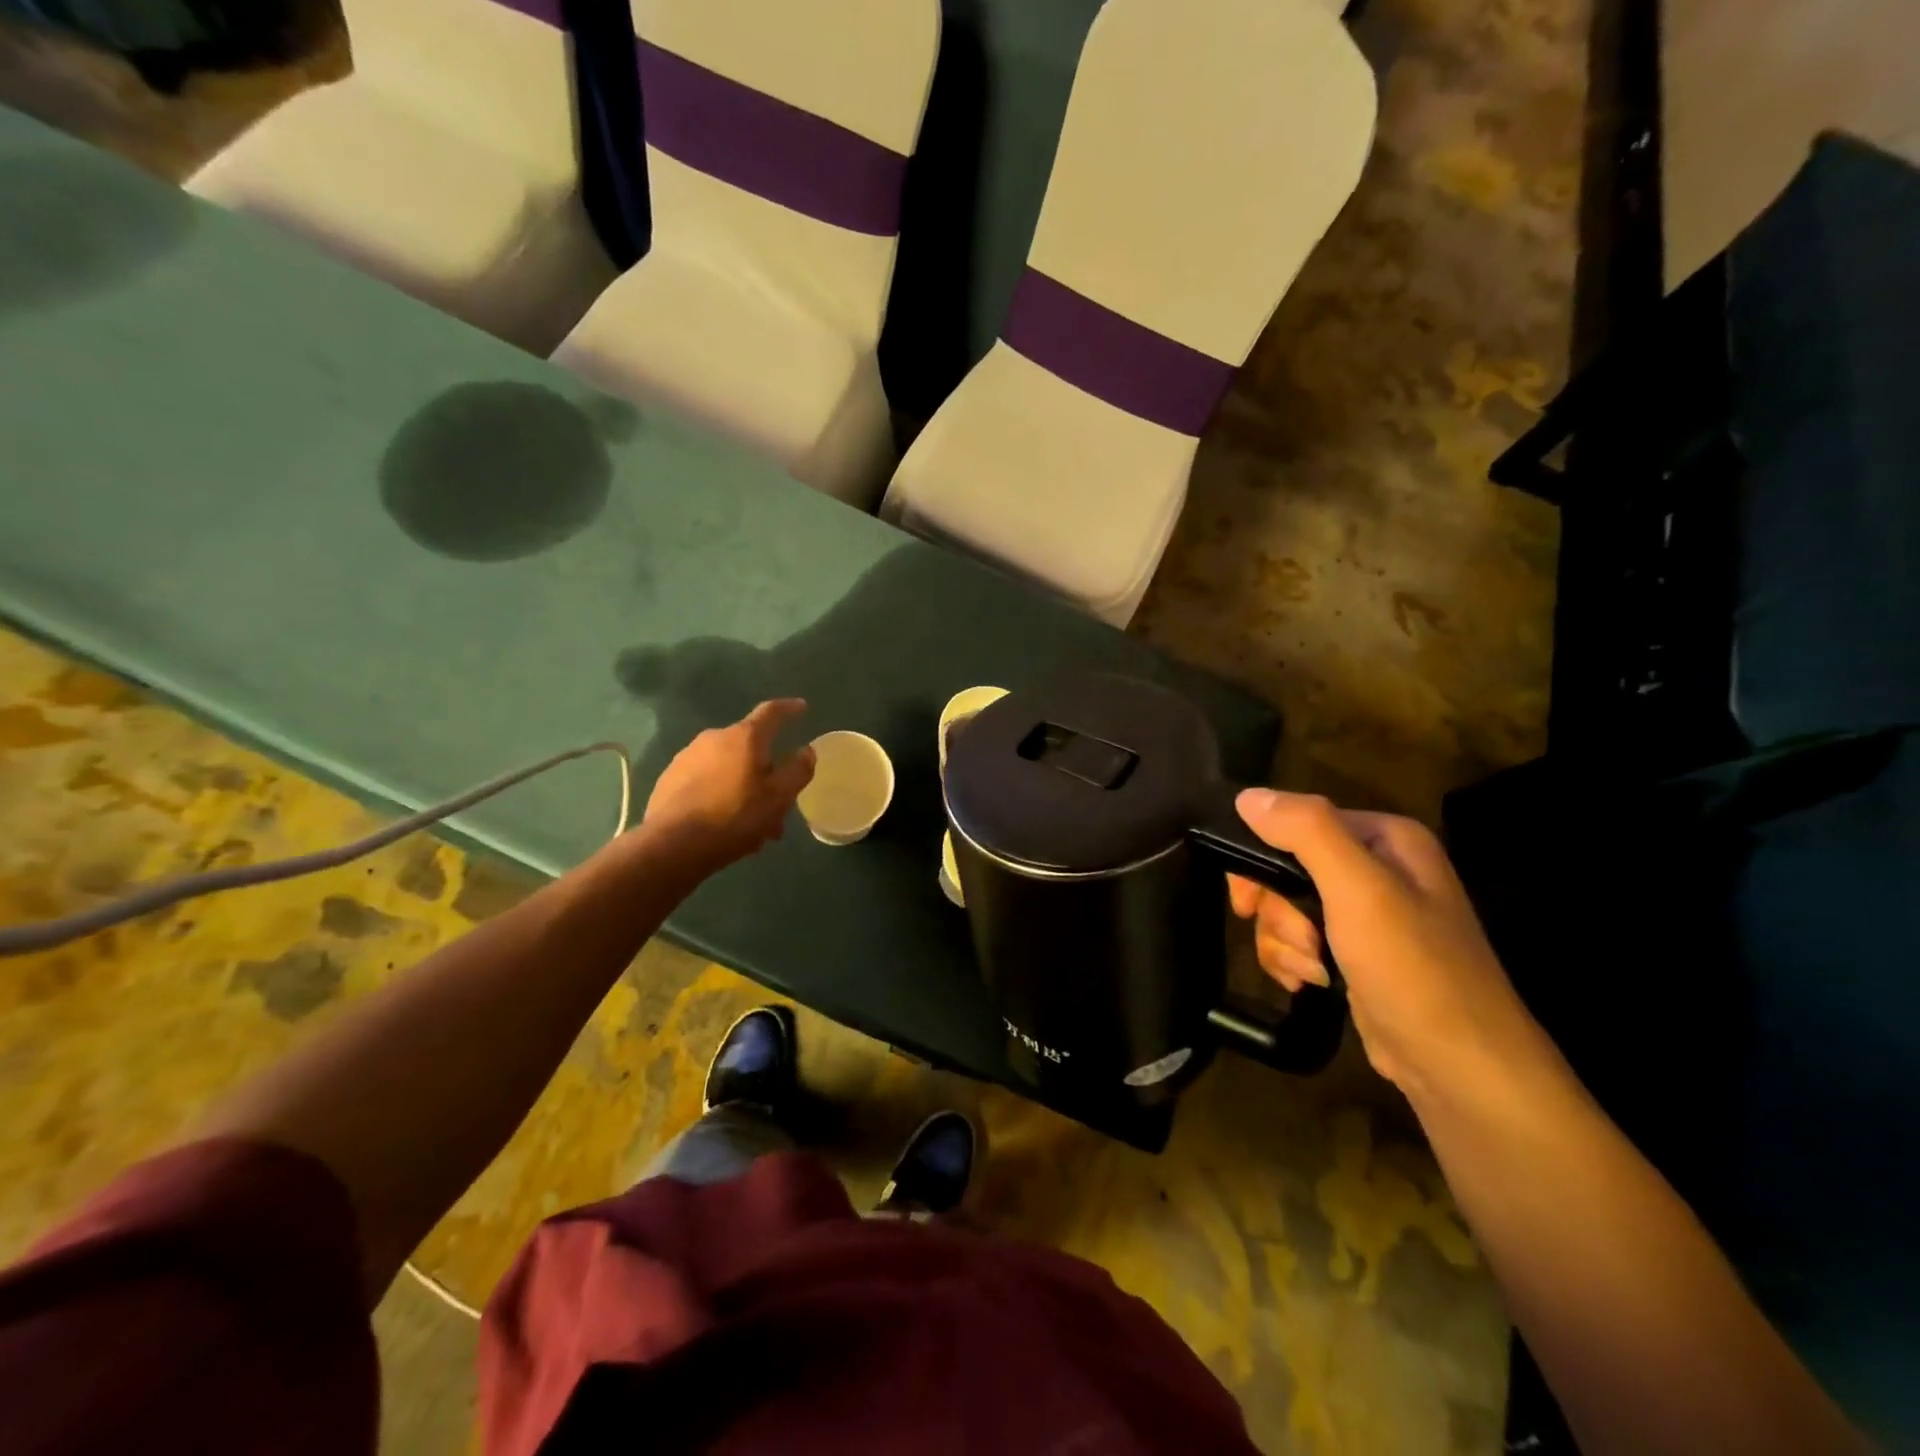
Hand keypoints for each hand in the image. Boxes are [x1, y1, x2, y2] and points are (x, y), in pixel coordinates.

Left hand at [641, 700, 815, 876]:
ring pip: (728, 768)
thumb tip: (807, 750)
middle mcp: (714, 737)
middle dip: (766, 772)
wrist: (673, 844)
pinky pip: (706, 780)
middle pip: (749, 748)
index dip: (789, 708)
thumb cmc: (735, 816)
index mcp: (745, 737)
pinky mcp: (669, 778)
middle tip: (778, 803)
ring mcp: (688, 756)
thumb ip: (797, 770)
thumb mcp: (779, 797)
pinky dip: (720, 794)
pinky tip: (723, 823)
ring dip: (743, 788)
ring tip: (751, 823)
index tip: (801, 707)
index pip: (771, 712)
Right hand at [1228, 791, 1543, 1097]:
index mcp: (1385, 838)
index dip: (1261, 858)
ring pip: (1285, 908)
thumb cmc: (1411, 969)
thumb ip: (1306, 831)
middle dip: (1279, 911)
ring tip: (1313, 971)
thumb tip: (1246, 796)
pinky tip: (1310, 983)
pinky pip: (1298, 939)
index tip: (1249, 901)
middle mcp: (1376, 867)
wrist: (1458, 1067)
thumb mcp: (1358, 890)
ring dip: (1284, 942)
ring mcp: (1366, 914)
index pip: (1296, 822)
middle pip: (1285, 868)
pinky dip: (1293, 961)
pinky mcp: (1354, 953)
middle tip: (1299, 940)